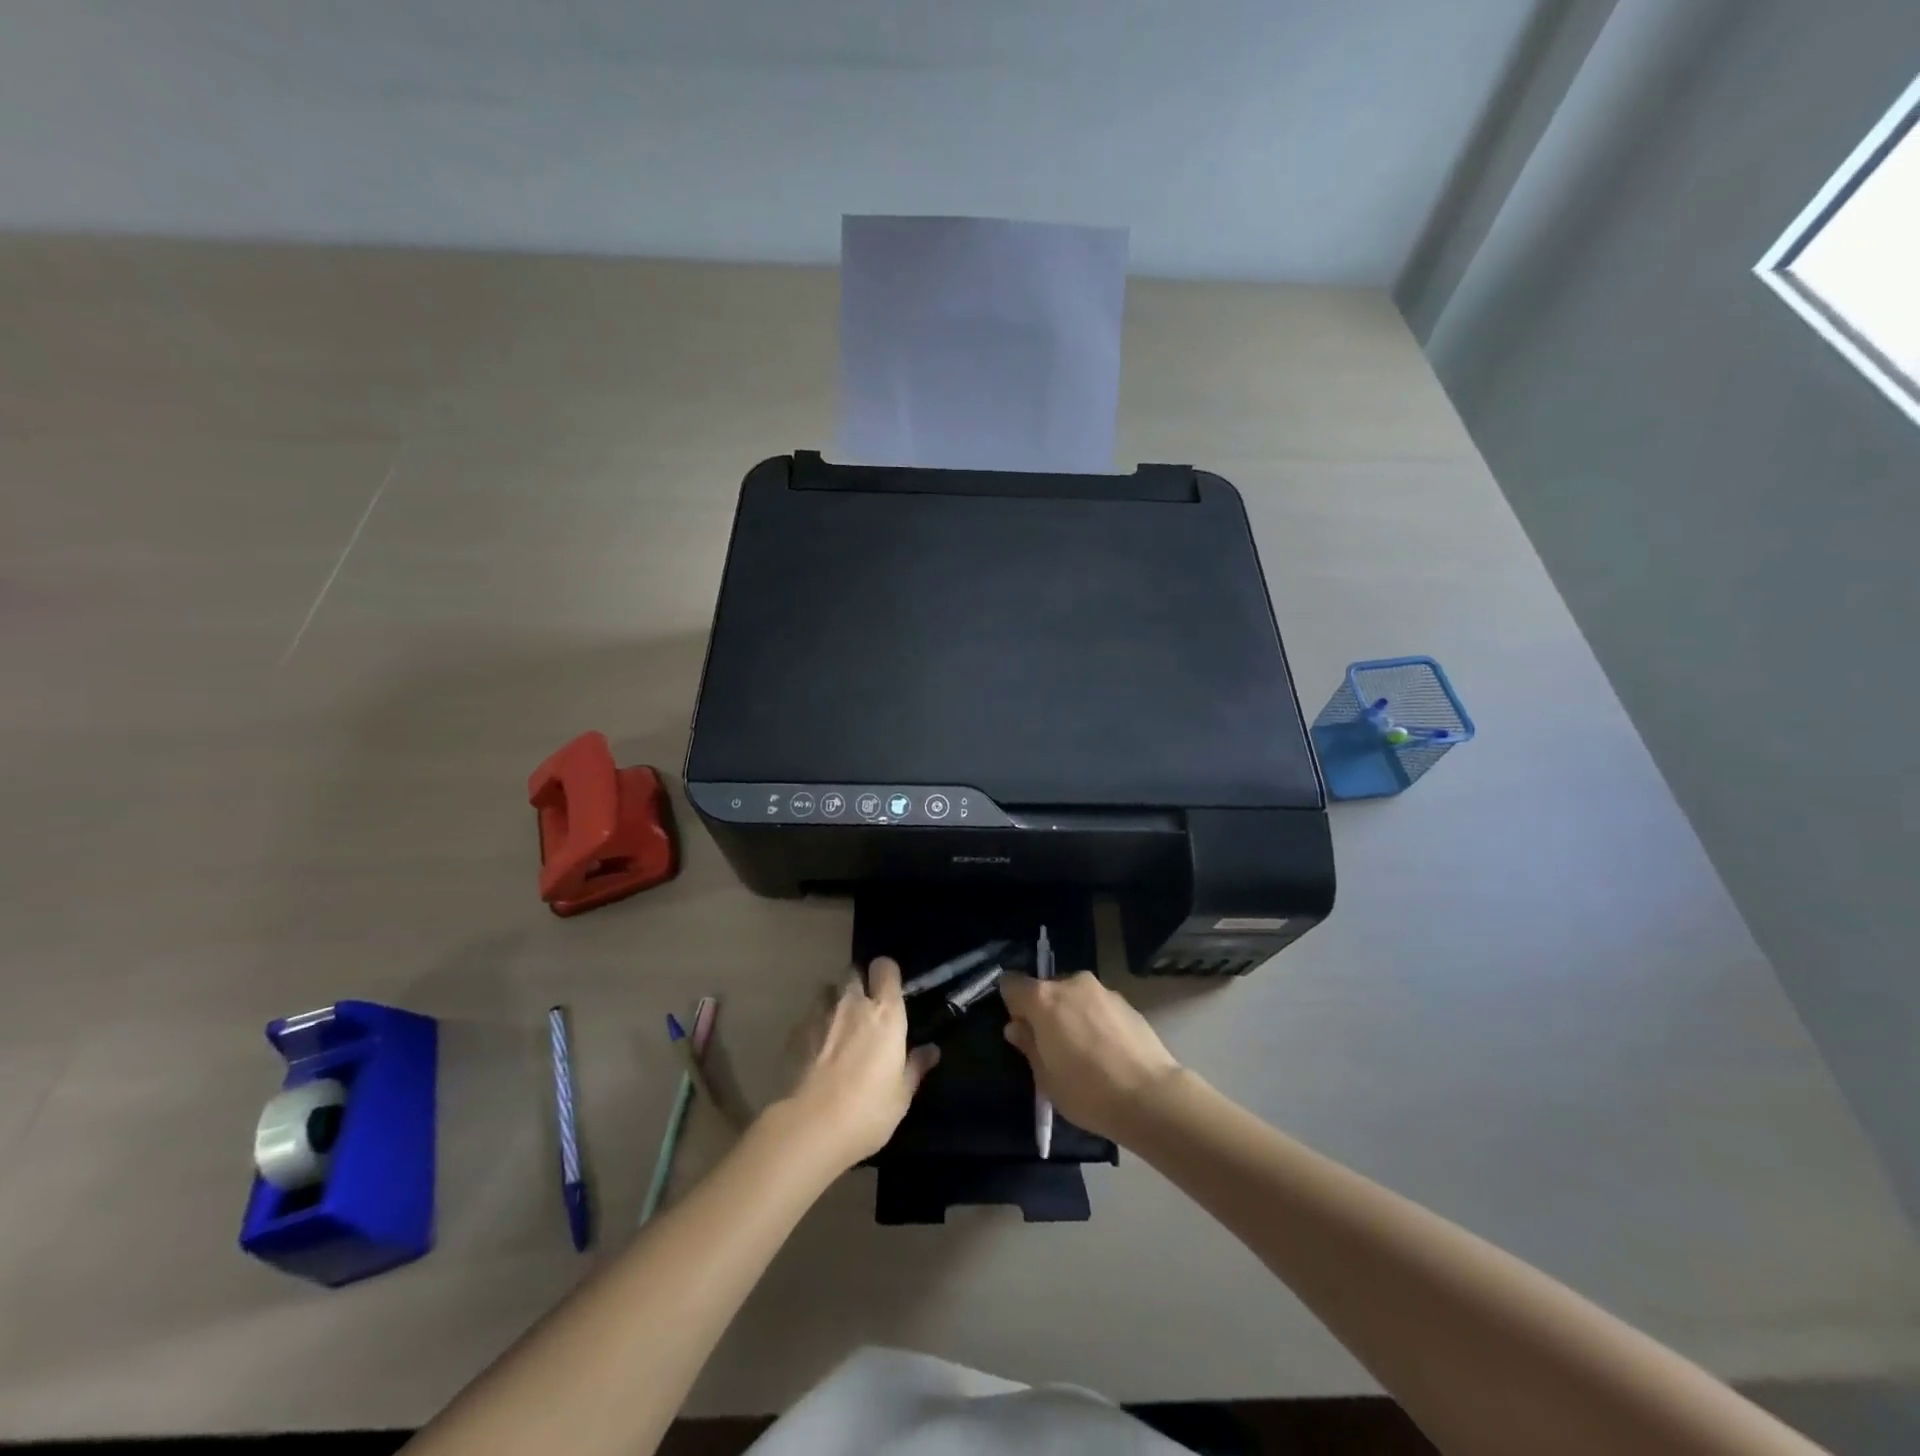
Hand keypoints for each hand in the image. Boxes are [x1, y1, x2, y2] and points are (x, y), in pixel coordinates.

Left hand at [783, 957, 939, 1170]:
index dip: (886, 974)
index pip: (886, 967)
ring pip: (827, 990)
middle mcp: (852, 1003)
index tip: (889, 990)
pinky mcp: (794, 1032)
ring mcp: (820, 1014)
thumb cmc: (868, 1111)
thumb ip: (915, 1066)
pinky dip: (813, 1025)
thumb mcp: (902, 1094)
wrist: (812, 1127)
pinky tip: (814, 1050)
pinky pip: (807, 1016)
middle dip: (858, 983)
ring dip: (833, 1000)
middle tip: (863, 1008)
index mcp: (885, 1013)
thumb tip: (932, 1050)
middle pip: (853, 972)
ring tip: (836, 1025)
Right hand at [1000, 971, 1181, 1141]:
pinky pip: (1097, 1006)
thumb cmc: (1088, 1091)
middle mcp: (1072, 984)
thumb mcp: (1046, 1078)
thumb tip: (1016, 1027)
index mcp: (1044, 999)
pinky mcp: (1126, 1002)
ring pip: (1074, 997)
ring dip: (1072, 1015)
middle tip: (1052, 1046)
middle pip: (1046, 990)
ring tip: (1084, 1051)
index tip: (1021, 1030)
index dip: (1012, 1005)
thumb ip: (1028, 1045)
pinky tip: (1107, 1051)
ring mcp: (1102, 990)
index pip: (1012, 985)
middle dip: (1045, 1011)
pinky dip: (1095, 1020)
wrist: (1151, 1096)